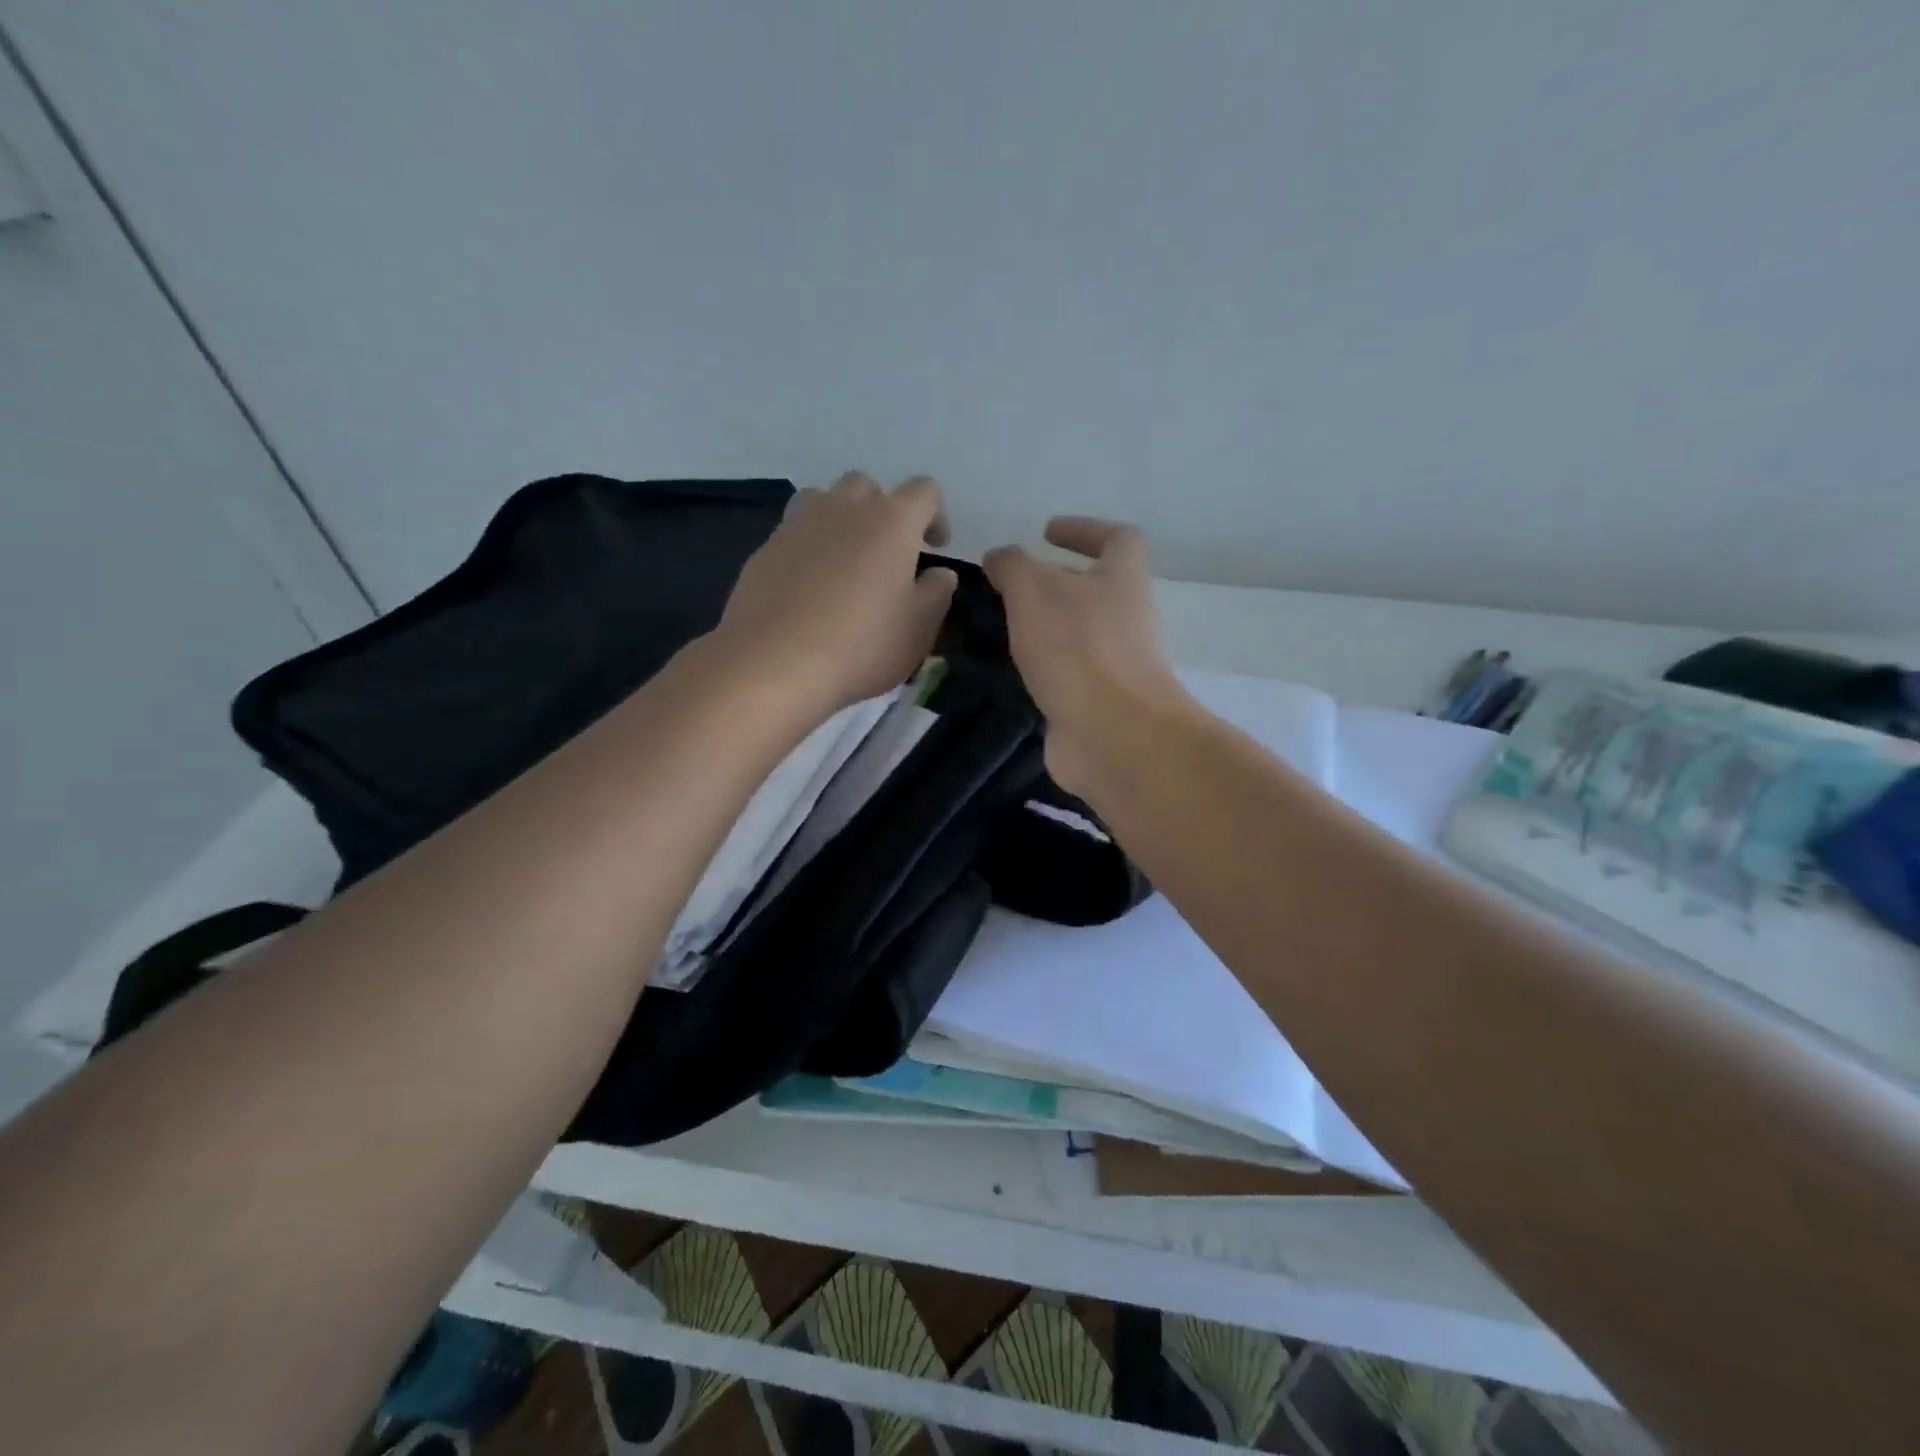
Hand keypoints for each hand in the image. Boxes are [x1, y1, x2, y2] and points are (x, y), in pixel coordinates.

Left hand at [711, 473, 957, 720]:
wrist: (774, 663)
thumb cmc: (861, 645)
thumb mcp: (918, 629)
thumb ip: (937, 594)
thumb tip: (940, 574)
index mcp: (891, 521)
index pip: (924, 492)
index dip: (937, 515)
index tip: (936, 547)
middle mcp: (844, 508)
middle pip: (868, 487)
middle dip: (884, 511)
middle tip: (889, 553)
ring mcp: (798, 525)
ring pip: (824, 500)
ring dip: (841, 519)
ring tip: (845, 559)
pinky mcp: (765, 549)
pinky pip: (794, 532)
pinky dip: (810, 547)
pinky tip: (809, 587)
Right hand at [983, 518, 1189, 794]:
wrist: (1112, 734)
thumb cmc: (1078, 648)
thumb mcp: (1034, 590)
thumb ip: (1012, 566)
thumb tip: (999, 558)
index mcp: (1123, 579)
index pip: (1117, 538)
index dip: (1083, 529)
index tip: (1045, 534)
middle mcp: (1128, 618)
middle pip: (1094, 589)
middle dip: (1052, 585)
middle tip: (1007, 590)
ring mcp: (1118, 664)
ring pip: (1078, 635)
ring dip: (1044, 630)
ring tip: (999, 630)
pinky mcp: (1101, 702)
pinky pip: (1069, 675)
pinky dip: (1043, 670)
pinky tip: (1009, 674)